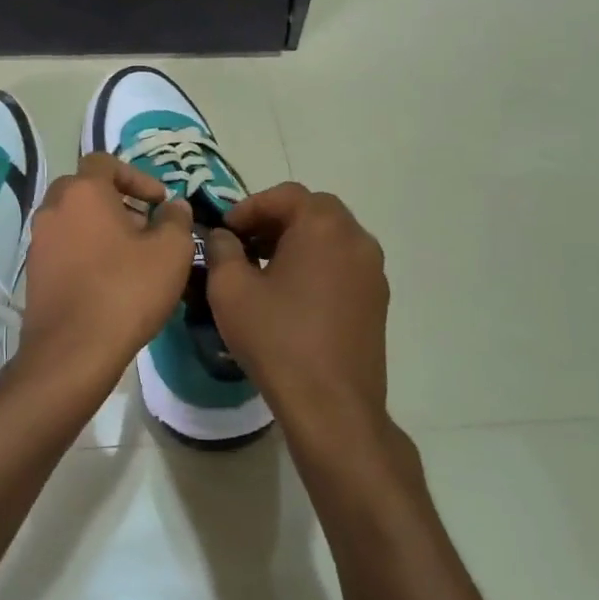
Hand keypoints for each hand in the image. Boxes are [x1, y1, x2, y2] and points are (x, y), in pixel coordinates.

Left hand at [18, 153, 193, 404]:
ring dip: (101, 226)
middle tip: (145, 225)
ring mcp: (38, 241)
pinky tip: (108, 278)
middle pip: (85, 189)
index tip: (158, 201)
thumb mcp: (171, 251)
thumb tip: (174, 206)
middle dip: (117, 200)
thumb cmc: (127, 291)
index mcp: (83, 192)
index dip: (136, 176)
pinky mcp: (34, 271)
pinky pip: (64, 246)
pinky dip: (85, 250)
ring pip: (73, 218)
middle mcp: (53, 208)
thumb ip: (176, 219)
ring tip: (131, 254)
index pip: (104, 162)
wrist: (73, 350)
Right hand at [205, 183, 390, 445]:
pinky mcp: (377, 300)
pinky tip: (291, 295)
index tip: (225, 231)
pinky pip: (343, 264)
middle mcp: (356, 239)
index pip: (284, 195)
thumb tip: (224, 236)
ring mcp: (373, 270)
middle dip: (275, 220)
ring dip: (296, 242)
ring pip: (330, 237)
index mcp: (323, 226)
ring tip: (264, 269)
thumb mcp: (230, 289)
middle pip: (312, 211)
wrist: (331, 404)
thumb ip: (221, 250)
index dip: (249, 207)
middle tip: (244, 244)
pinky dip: (316, 264)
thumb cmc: (276, 338)